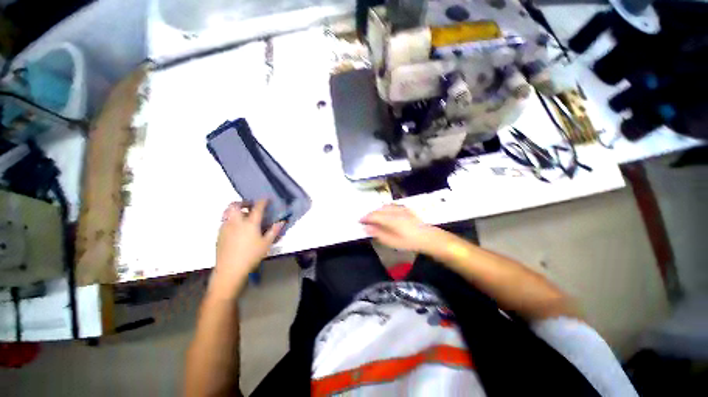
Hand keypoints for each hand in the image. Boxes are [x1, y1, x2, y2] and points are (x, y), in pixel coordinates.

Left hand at [212, 200, 283, 293]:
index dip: (263, 201)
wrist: (229, 270)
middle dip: (243, 202)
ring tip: (243, 216)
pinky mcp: (219, 235)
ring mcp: (225, 228)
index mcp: (250, 223)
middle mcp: (236, 222)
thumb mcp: (266, 244)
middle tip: (250, 205)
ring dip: (235, 210)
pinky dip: (231, 219)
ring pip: (227, 212)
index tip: (266, 199)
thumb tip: (281, 222)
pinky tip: (236, 228)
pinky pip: (224, 221)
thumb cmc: (251, 256)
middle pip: (235, 205)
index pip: (257, 207)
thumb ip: (274, 231)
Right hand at [360, 204, 445, 253]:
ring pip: (385, 206)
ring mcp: (401, 209)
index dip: (365, 218)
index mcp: (390, 219)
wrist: (428, 237)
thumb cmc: (410, 242)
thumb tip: (366, 227)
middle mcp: (394, 211)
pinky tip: (385, 213)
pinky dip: (384, 209)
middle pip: (378, 209)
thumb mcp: (392, 241)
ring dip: (377, 211)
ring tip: (373, 217)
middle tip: (365, 220)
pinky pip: (391, 206)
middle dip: (370, 214)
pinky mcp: (406, 209)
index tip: (359, 221)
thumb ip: (378, 233)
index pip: (373, 215)